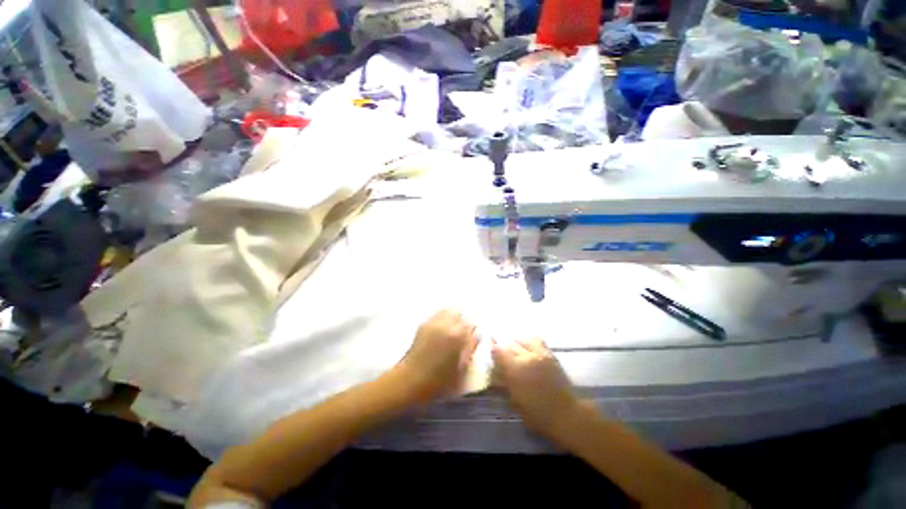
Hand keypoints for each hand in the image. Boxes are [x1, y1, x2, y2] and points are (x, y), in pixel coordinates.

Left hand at [397, 309, 478, 401]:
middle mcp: (445, 324)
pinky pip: (437, 315)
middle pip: (458, 312)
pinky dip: (441, 319)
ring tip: (450, 331)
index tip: (471, 338)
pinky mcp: (423, 324)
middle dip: (461, 321)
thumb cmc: (438, 380)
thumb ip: (471, 347)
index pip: (470, 323)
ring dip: (451, 317)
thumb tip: (477, 335)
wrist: (409, 380)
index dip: (472, 330)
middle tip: (461, 334)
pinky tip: (440, 332)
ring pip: (447, 310)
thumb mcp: (461, 368)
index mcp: (456, 335)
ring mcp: (432, 322)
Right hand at [492, 338, 580, 437]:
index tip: (490, 350)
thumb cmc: (537, 414)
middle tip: (499, 349)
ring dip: (515, 342)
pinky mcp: (549, 354)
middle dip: (502, 345)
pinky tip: (527, 344)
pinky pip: (537, 340)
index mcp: (515, 370)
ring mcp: (539, 354)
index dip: (493, 349)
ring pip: (522, 339)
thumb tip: (496, 370)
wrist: (565, 414)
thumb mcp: (514, 401)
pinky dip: (529, 340)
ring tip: (513, 346)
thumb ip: (504, 382)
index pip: (498, 350)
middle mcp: (525, 357)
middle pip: (509, 344)